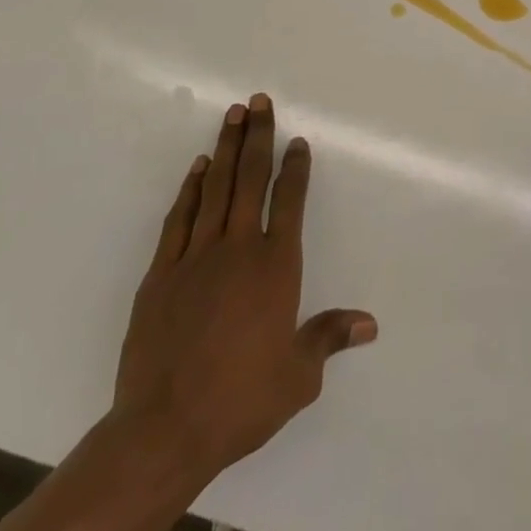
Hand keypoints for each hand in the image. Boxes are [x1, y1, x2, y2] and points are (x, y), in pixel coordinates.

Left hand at [110, 94, 376, 481]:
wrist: (164, 429)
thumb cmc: (240, 401)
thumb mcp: (297, 377)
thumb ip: (329, 338)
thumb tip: (369, 323)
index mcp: (275, 267)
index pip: (290, 202)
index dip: (295, 168)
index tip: (297, 142)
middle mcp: (238, 249)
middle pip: (250, 179)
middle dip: (257, 136)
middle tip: (259, 101)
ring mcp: (195, 256)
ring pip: (215, 188)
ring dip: (225, 149)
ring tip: (232, 115)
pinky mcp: (161, 273)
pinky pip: (180, 218)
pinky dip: (190, 189)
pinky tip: (197, 168)